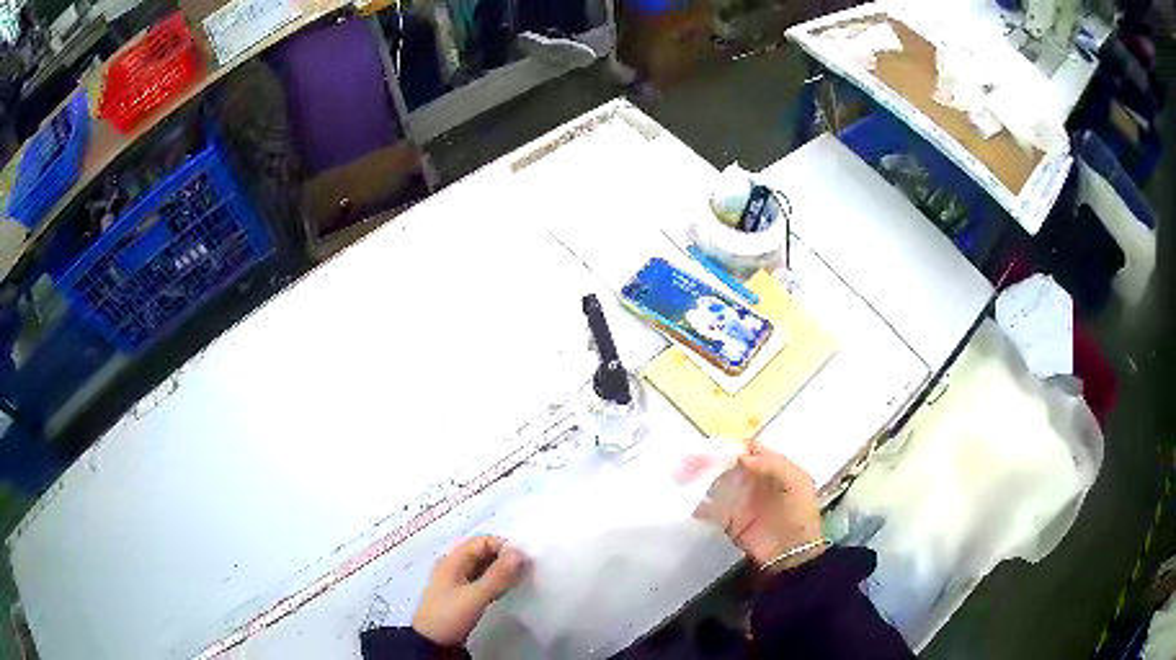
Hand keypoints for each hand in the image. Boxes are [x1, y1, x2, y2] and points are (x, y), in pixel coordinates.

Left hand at [412, 535, 526, 645]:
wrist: (432, 642)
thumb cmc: (450, 614)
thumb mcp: (475, 596)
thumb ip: (498, 575)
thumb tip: (520, 553)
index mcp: (452, 560)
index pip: (481, 541)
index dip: (502, 546)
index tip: (523, 560)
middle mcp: (453, 566)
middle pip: (481, 552)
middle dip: (503, 558)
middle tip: (525, 570)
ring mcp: (456, 581)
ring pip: (482, 567)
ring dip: (500, 570)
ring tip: (518, 580)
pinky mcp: (461, 595)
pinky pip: (481, 581)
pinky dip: (494, 582)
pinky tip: (505, 590)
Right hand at [696, 440, 824, 572]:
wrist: (791, 554)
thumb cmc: (799, 514)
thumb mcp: (797, 483)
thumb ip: (774, 465)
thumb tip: (742, 457)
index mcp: (771, 468)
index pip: (748, 449)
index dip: (732, 447)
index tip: (714, 449)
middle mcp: (753, 481)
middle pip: (727, 464)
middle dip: (707, 460)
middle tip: (687, 461)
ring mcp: (740, 501)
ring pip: (715, 483)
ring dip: (698, 479)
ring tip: (680, 477)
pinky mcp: (728, 521)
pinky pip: (709, 509)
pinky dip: (697, 505)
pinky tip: (688, 502)